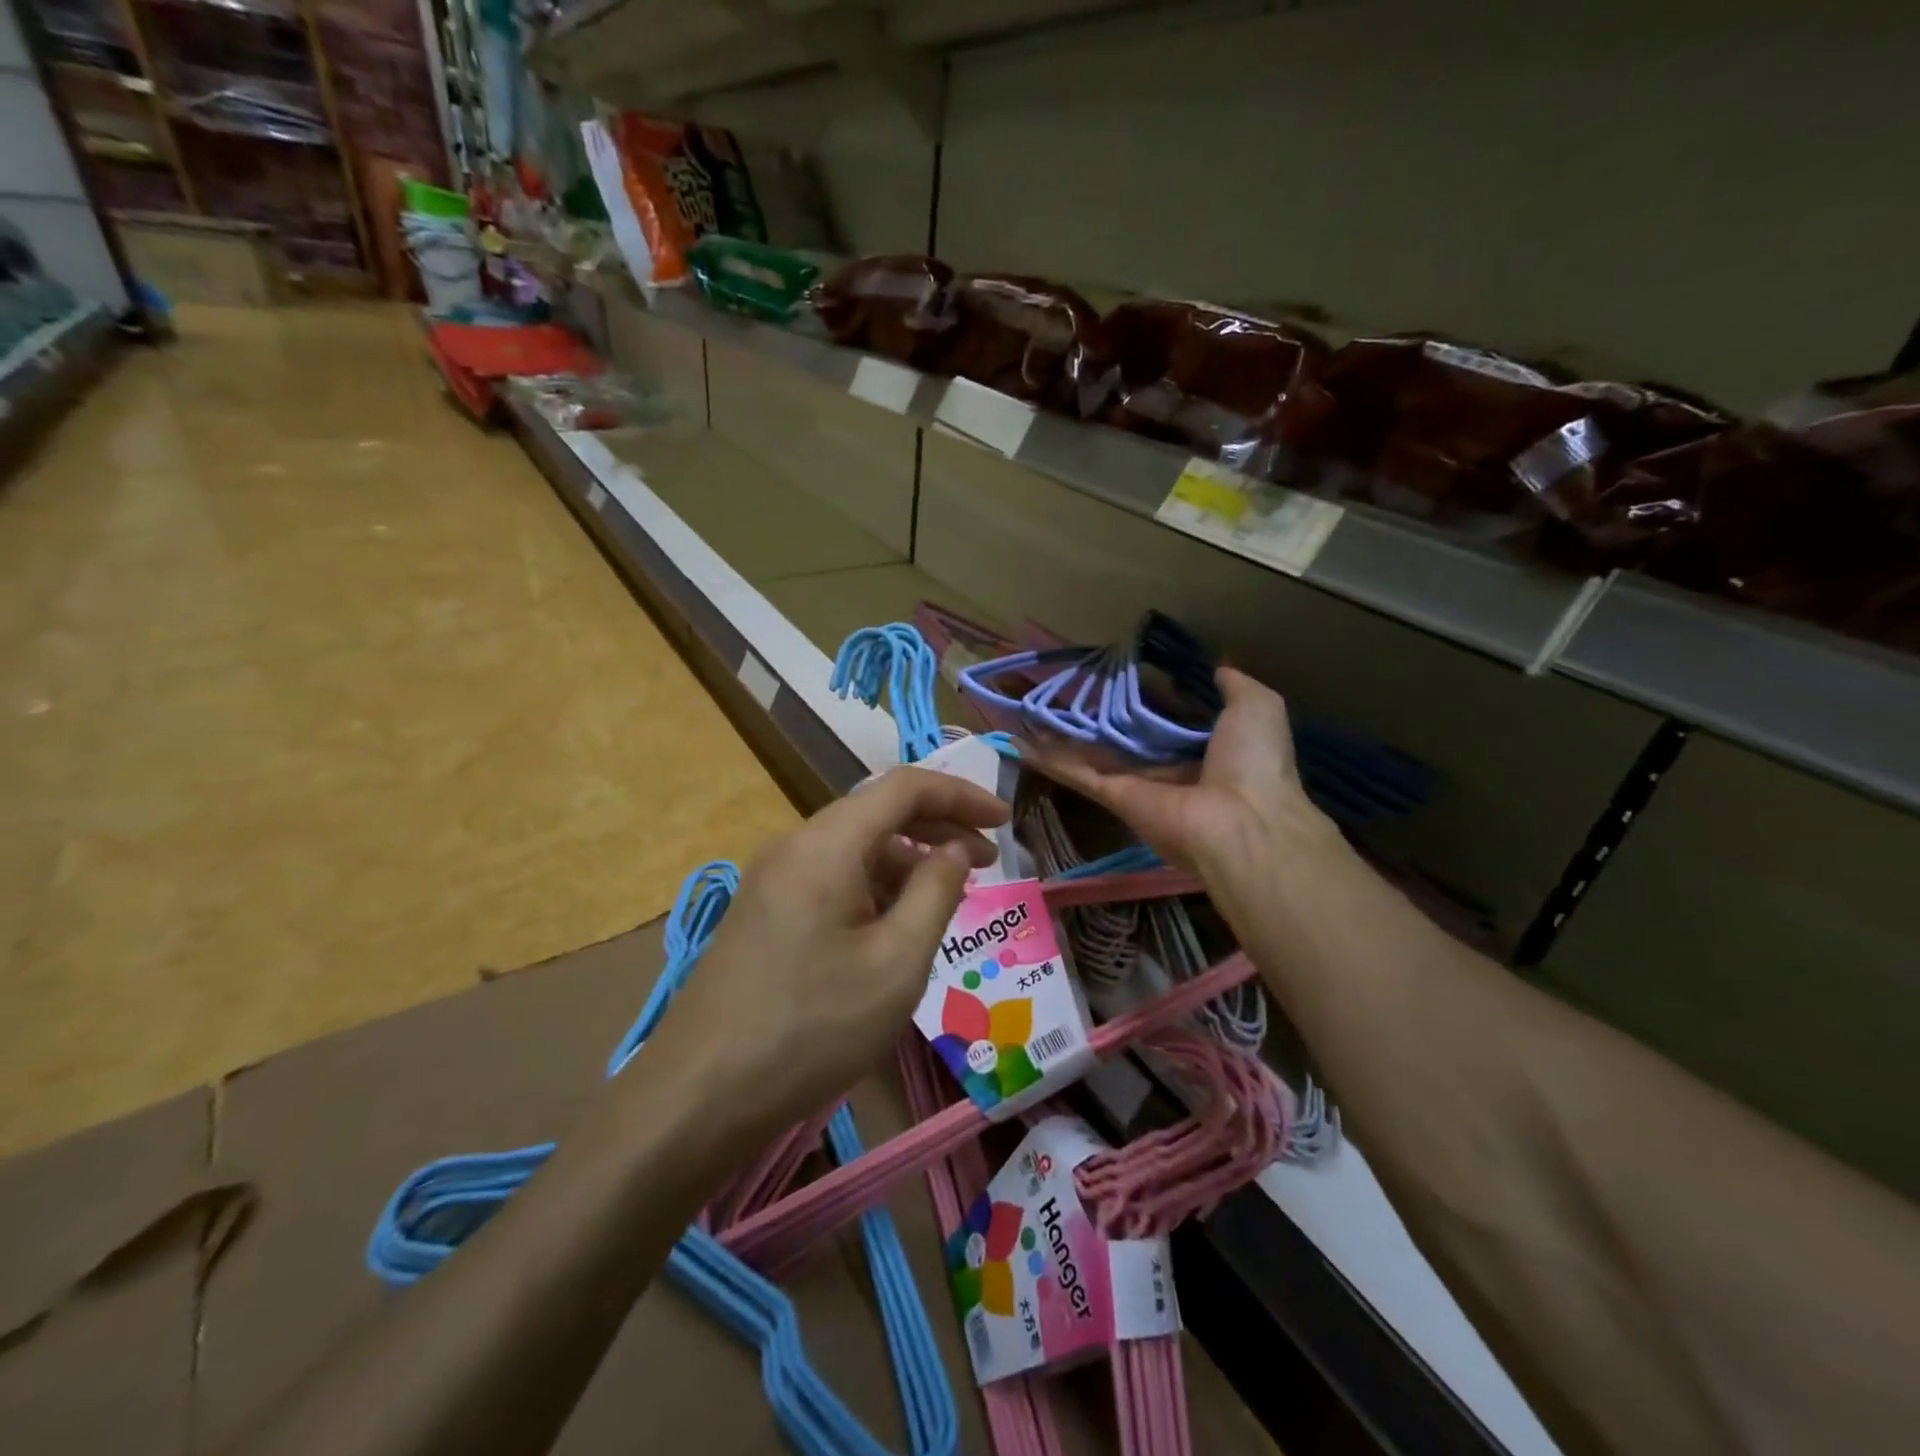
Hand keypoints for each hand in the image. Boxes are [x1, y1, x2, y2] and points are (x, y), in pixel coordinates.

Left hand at [653, 767, 1009, 1132]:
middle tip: (988, 859)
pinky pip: (831, 877)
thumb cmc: (812, 1027)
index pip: (904, 787)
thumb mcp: (896, 963)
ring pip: (854, 846)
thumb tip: (956, 850)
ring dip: (907, 859)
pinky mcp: (764, 912)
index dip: (961, 794)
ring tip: (948, 896)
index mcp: (827, 844)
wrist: (698, 1095)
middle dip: (938, 827)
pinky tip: (895, 924)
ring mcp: (773, 879)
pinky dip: (875, 885)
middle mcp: (795, 846)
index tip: (1005, 820)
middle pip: (877, 811)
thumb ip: (936, 893)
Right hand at [1020, 667, 1333, 877]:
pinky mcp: (1113, 796)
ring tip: (1028, 709)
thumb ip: (1235, 686)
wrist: (1241, 820)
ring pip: (1091, 753)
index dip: (1141, 698)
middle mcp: (1166, 767)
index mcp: (1203, 749)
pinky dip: (1048, 758)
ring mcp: (1136, 784)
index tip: (1114, 676)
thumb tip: (1220, 666)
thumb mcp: (1257, 707)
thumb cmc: (1253, 761)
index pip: (1164, 720)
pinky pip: (1077, 773)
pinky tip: (1019, 739)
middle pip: (1121, 737)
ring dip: (1060, 734)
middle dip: (1093, 716)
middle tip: (1060, 689)